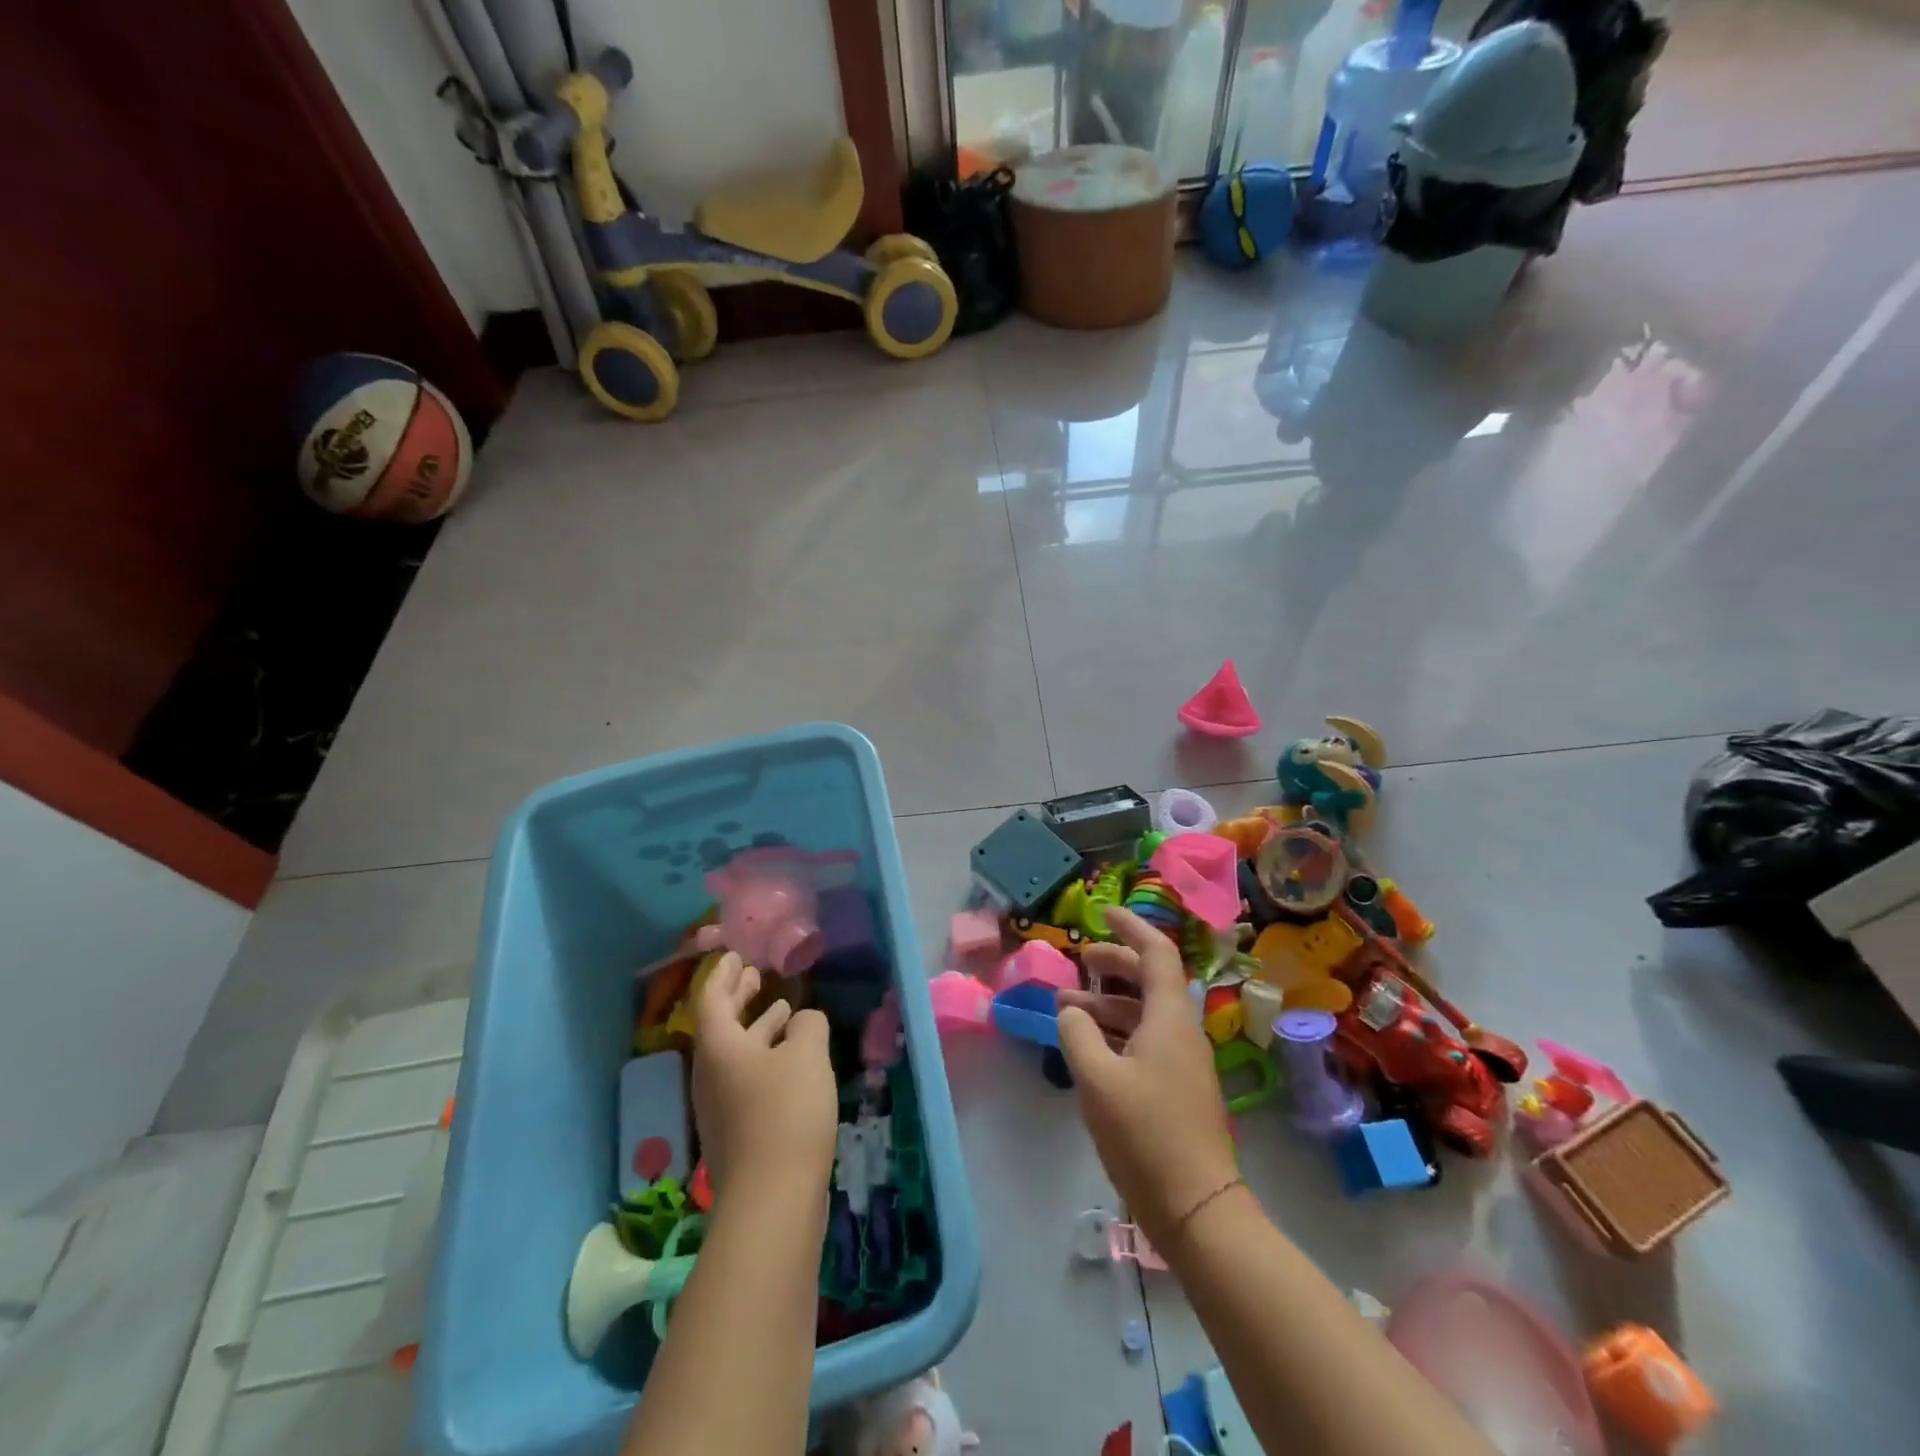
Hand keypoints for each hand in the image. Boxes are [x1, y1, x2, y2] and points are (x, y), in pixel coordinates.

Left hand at [691, 953, 836, 1203]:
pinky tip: (792, 1060)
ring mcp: (722, 1106)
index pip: (712, 998)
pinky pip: (747, 1077)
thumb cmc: (785, 1112)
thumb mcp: (806, 1055)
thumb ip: (807, 1026)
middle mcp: (712, 1073)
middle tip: (756, 975)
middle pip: (721, 1025)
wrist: (771, 1201)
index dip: (725, 973)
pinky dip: (766, 1056)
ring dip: (757, 1027)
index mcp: (719, 1047)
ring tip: (782, 1009)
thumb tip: (803, 1021)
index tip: (737, 955)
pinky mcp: (738, 1131)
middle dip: (739, 997)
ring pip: (736, 1052)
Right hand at [1057, 908, 1237, 1245]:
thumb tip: (1071, 1012)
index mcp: (1170, 1017)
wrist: (1197, 1208)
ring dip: (1108, 1004)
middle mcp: (1181, 1031)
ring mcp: (1182, 1062)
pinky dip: (1115, 1033)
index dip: (1131, 928)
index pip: (1156, 953)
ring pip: (1144, 1014)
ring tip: (1067, 1010)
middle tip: (1080, 961)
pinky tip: (1088, 1048)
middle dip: (1114, 965)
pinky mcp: (1177, 1089)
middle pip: (1150, 980)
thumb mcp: (1098, 1079)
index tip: (1103, 914)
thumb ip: (1078, 1034)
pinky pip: (1145, 1041)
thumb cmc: (1147, 1134)